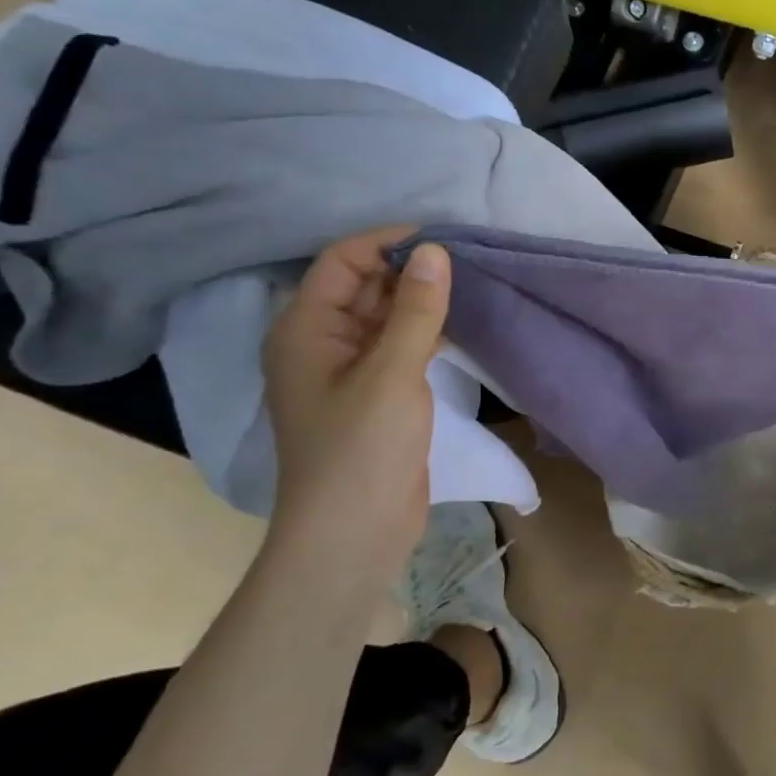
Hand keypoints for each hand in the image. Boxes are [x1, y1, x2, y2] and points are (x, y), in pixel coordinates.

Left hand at [262, 228, 449, 581]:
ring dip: (421, 302)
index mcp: (305, 329)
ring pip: (384, 318)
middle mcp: (320, 343)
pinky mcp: (374, 396)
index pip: (342, 262)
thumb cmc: (362, 450)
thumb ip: (415, 309)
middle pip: (363, 287)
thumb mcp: (392, 372)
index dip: (387, 244)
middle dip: (409, 271)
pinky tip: (461, 329)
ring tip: (470, 287)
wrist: (353, 534)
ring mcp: (348, 372)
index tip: (442, 241)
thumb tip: (434, 251)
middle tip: (466, 262)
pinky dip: (425, 333)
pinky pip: (397, 348)